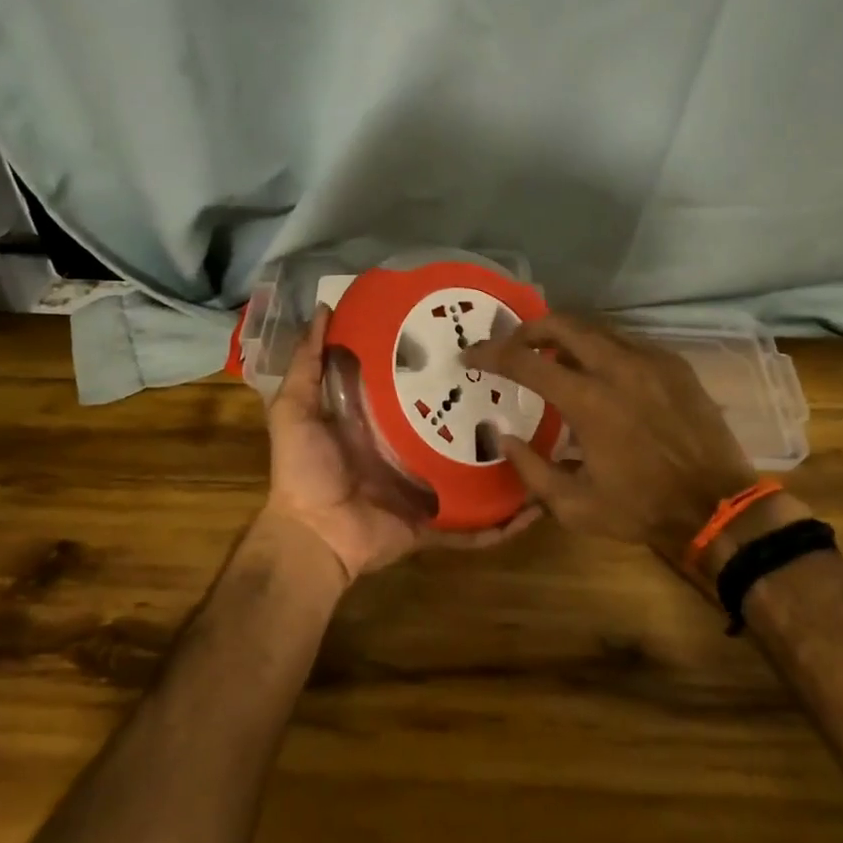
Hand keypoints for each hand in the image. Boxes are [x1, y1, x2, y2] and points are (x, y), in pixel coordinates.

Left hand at [264, 307, 537, 580]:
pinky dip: (504, 523)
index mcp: (381, 422)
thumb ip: (308, 363)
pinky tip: (536, 508)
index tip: (468, 337)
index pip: (418, 387)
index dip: (440, 364)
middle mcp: (408, 450)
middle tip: (519, 383)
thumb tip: (324, 308)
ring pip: (474, 472)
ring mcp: (427, 488)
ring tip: (545, 440)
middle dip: (483, 408)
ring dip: (505, 463)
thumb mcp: (297, 408)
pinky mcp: (437, 522)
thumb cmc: (304, 469)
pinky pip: (475, 526)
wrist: (311, 535)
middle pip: (452, 426)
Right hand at [464, 313, 759, 563]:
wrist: (718, 506)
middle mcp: (618, 368)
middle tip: (510, 344)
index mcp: (589, 401)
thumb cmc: (642, 508)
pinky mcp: (673, 363)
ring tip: (549, 355)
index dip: (491, 354)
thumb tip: (502, 435)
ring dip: (564, 336)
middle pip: (562, 324)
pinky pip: (625, 341)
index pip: (526, 362)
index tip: (471, 356)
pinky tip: (596, 369)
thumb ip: (530, 469)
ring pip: (595, 328)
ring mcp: (650, 360)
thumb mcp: (574, 506)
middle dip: (527, 329)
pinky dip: (599, 347)